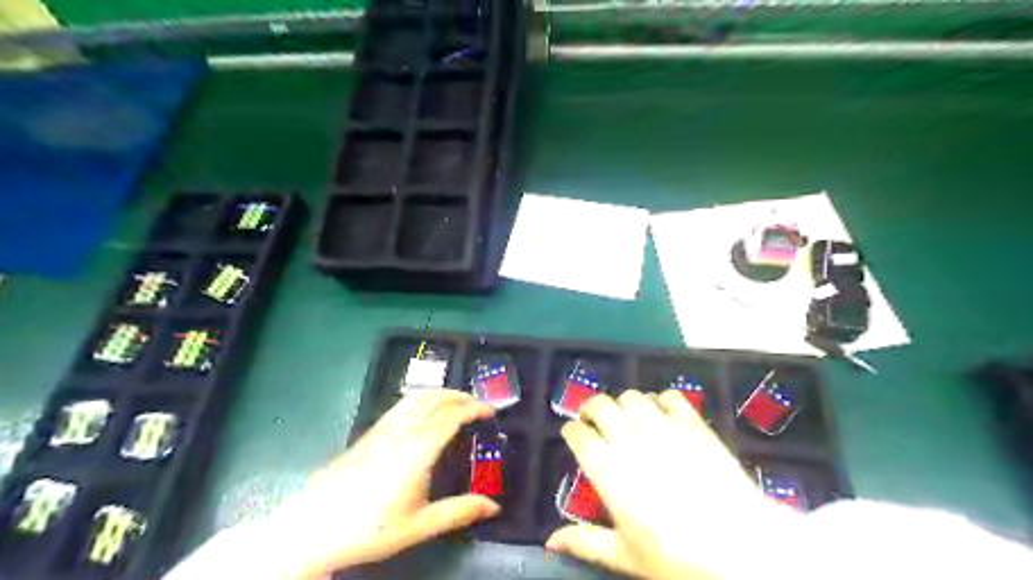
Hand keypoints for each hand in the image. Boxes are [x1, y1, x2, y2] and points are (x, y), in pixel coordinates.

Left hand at [261, 390, 498, 579]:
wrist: (313, 526)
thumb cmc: (370, 527)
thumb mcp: (419, 525)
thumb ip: (458, 511)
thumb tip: (493, 506)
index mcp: (417, 449)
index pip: (451, 415)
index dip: (474, 408)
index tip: (491, 411)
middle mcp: (401, 430)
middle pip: (435, 398)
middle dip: (460, 395)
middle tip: (478, 405)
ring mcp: (383, 428)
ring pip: (417, 395)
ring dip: (441, 393)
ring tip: (456, 403)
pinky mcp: (370, 431)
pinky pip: (403, 403)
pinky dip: (423, 398)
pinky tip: (425, 413)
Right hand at [547, 389, 797, 579]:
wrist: (740, 547)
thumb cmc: (676, 556)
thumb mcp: (626, 555)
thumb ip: (586, 542)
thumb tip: (551, 541)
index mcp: (606, 468)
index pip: (577, 433)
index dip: (571, 430)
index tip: (573, 434)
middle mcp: (628, 437)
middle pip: (599, 404)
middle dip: (591, 409)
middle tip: (595, 421)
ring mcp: (662, 426)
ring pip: (631, 396)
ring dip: (624, 404)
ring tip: (628, 418)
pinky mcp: (692, 423)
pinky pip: (669, 397)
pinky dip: (660, 401)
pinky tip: (662, 415)